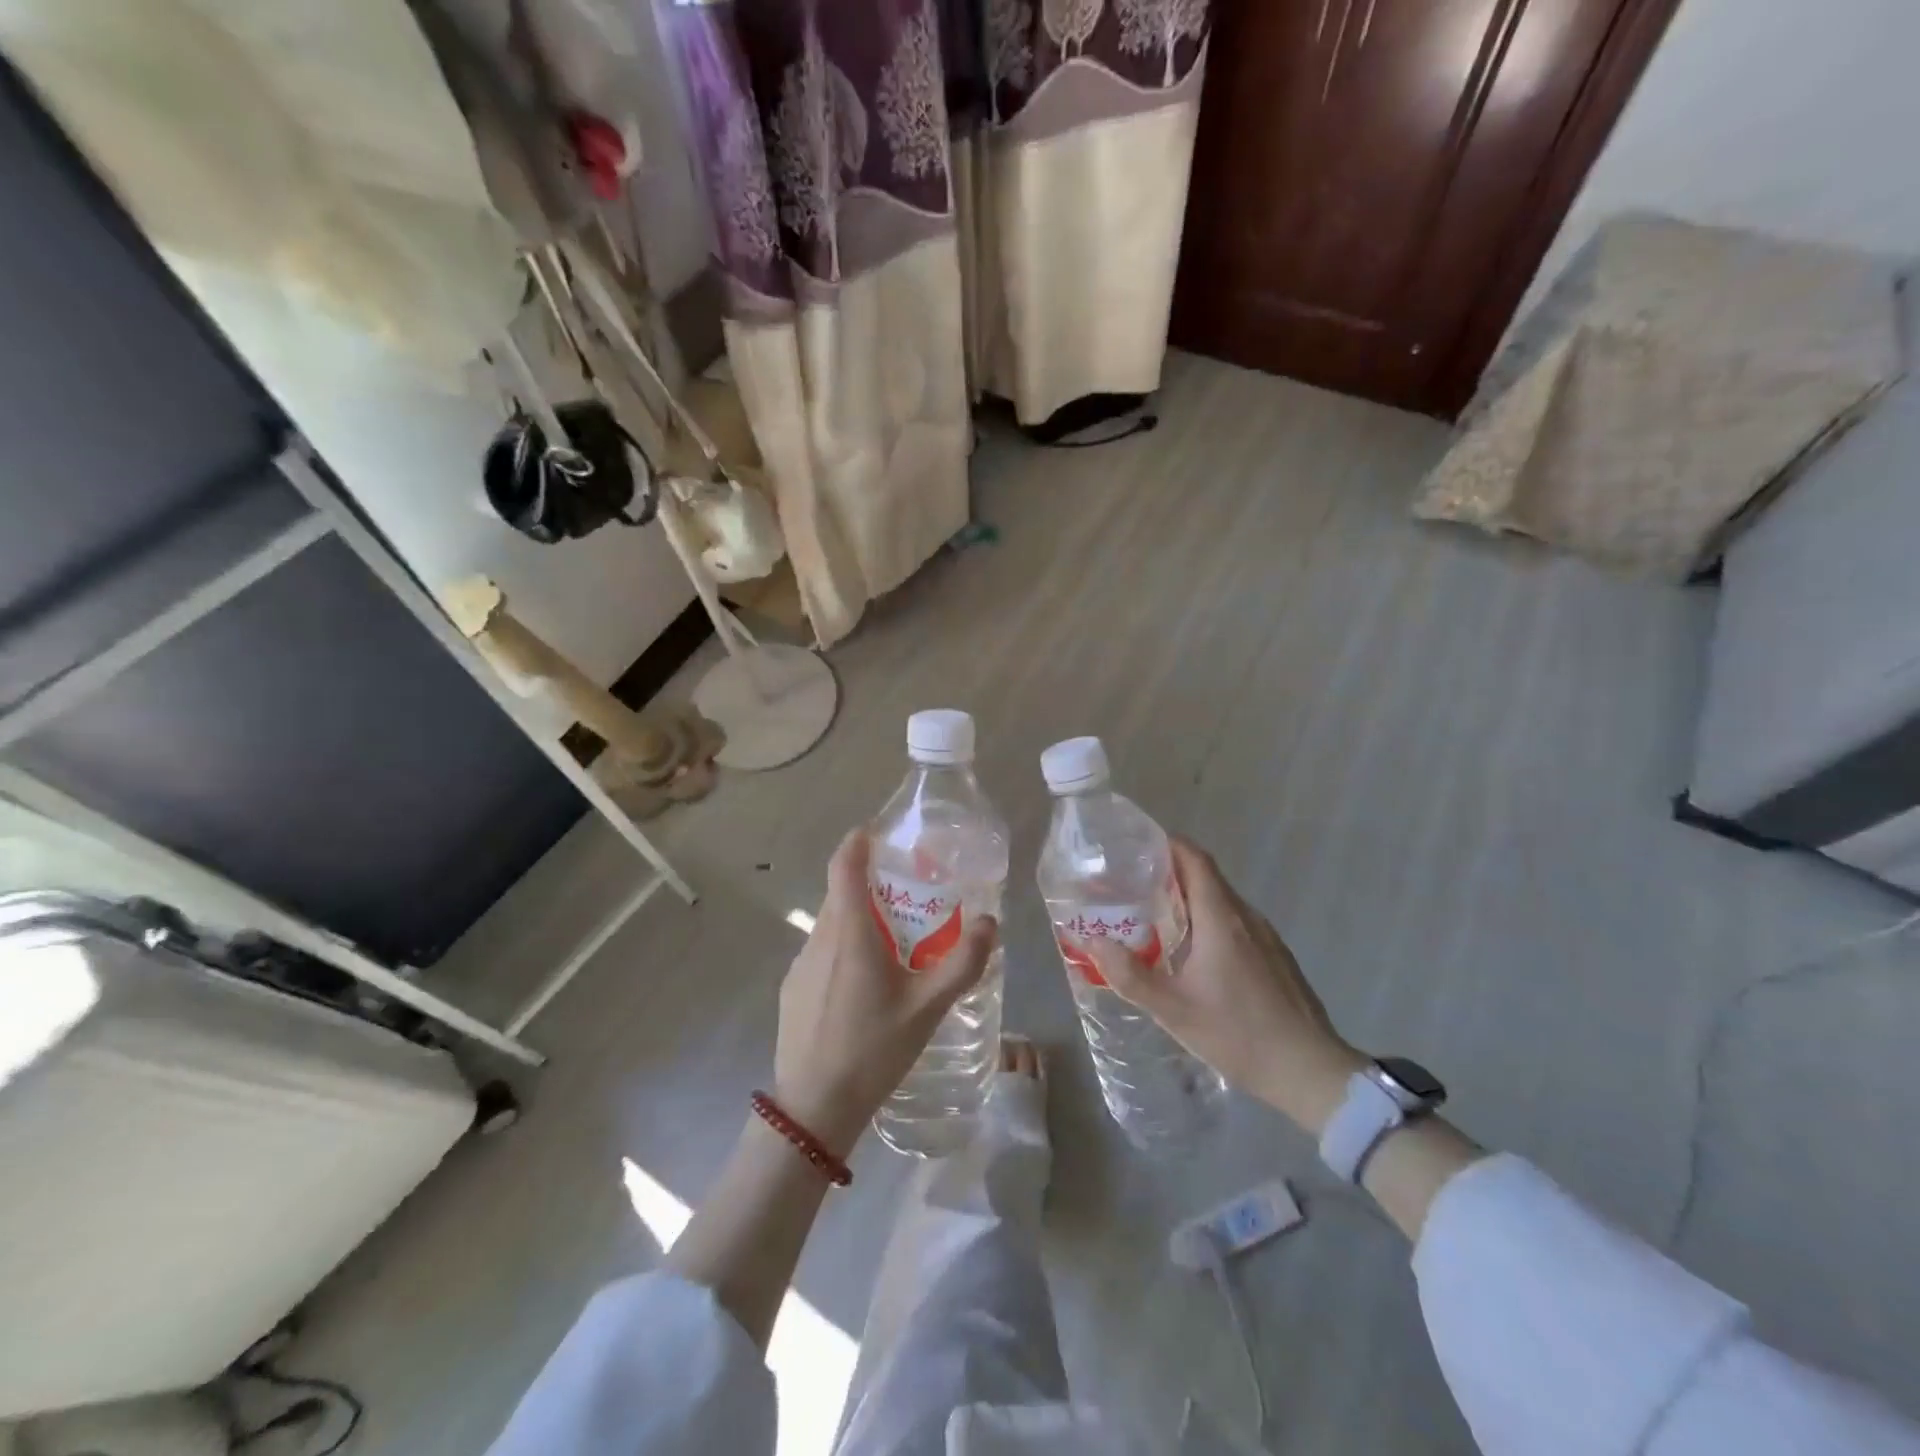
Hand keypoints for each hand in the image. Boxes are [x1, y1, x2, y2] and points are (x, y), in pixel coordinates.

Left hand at [773, 831, 997, 1155]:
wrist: (814, 1107)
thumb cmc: (873, 1050)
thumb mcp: (928, 1008)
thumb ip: (963, 962)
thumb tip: (990, 922)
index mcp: (850, 933)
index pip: (844, 866)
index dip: (858, 842)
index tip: (878, 832)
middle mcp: (820, 938)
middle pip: (840, 892)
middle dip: (869, 881)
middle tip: (907, 891)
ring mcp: (800, 964)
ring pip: (830, 923)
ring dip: (858, 917)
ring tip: (894, 938)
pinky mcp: (793, 987)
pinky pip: (821, 950)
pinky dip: (843, 945)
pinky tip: (866, 982)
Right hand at [1084, 838, 1364, 1134]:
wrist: (1309, 1071)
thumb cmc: (1238, 1034)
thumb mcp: (1173, 1010)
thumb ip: (1129, 974)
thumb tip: (1092, 941)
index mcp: (1220, 918)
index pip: (1195, 859)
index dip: (1167, 844)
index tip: (1135, 846)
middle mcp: (1246, 916)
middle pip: (1206, 876)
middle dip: (1169, 872)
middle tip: (1131, 884)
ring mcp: (1266, 936)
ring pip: (1222, 901)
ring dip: (1189, 898)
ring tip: (1154, 915)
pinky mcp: (1276, 956)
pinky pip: (1236, 922)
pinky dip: (1209, 920)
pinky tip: (1193, 952)